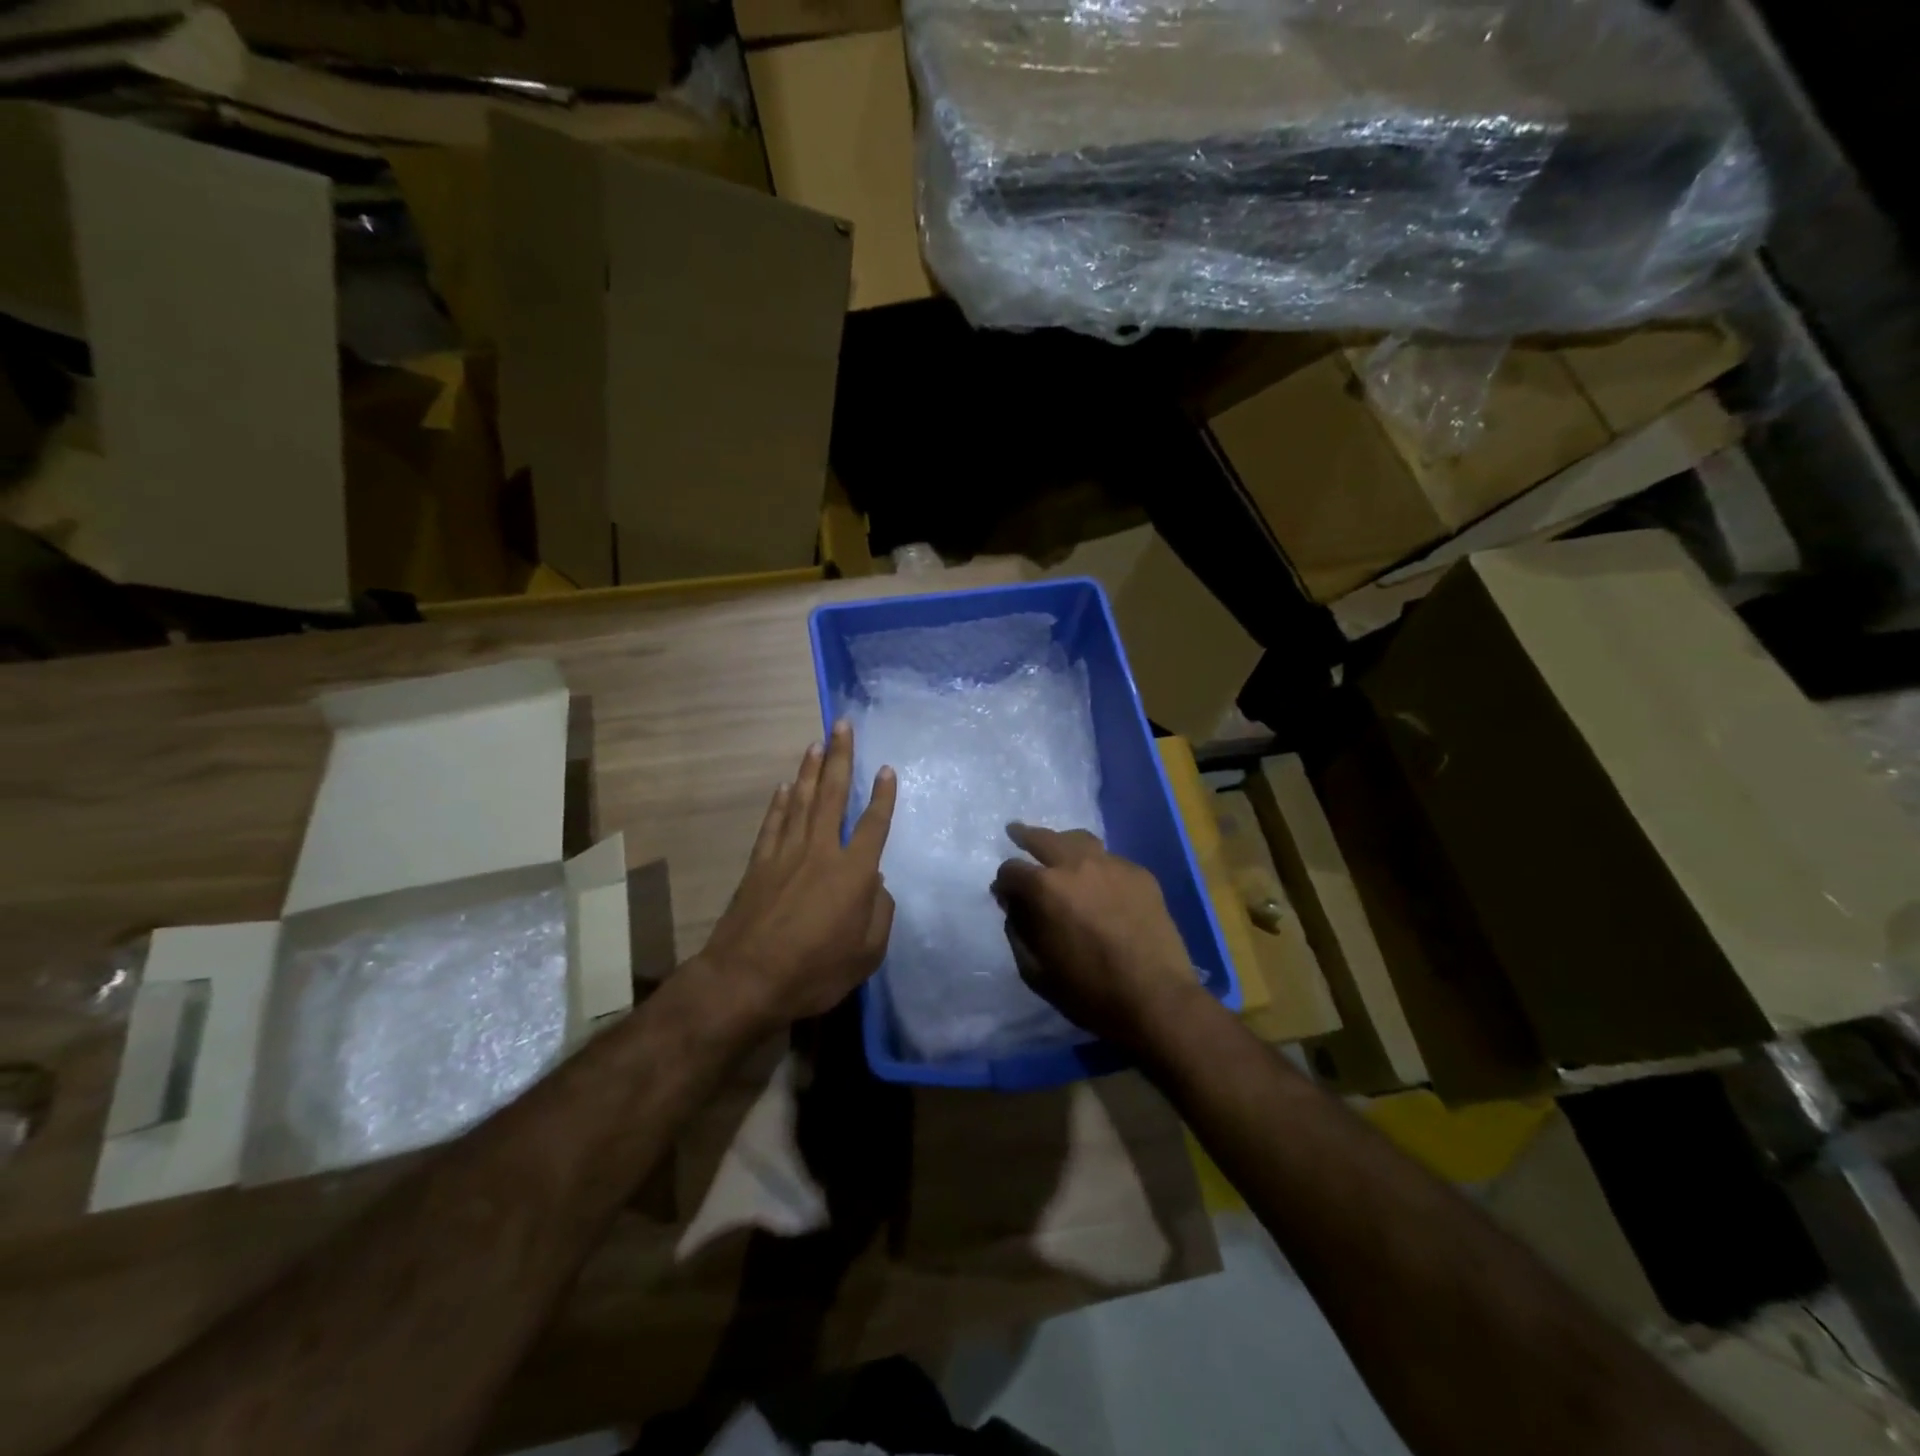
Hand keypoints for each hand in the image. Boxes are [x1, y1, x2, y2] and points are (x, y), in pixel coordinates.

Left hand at [693, 721, 896, 1032]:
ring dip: (810, 770)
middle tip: (842, 725)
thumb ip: (880, 914)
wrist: (746, 980)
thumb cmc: (815, 971)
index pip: (873, 825)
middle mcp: (821, 851)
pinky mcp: (759, 864)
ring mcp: (786, 854)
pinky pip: (773, 823)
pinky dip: (780, 803)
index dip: (883, 796)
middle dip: (840, 758)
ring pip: (801, 801)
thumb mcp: (867, 954)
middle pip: (832, 795)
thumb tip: (876, 885)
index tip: (886, 769)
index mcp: (853, 873)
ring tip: (816, 743)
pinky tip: (785, 787)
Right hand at [992, 824, 1201, 1050]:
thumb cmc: (1089, 991)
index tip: (1005, 894)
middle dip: (1024, 836)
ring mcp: (1113, 865)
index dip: (1004, 882)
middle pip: (1043, 838)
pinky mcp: (1141, 874)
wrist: (1156, 999)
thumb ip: (1017, 931)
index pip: (1011, 870)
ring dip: (1063, 843)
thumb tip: (1012, 906)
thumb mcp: (1036, 970)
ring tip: (1059, 850)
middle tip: (1015, 832)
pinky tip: (1099, 883)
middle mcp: (1076, 864)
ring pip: (1080, 840)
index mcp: (1045, 888)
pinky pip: (1110, 860)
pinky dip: (1097, 866)